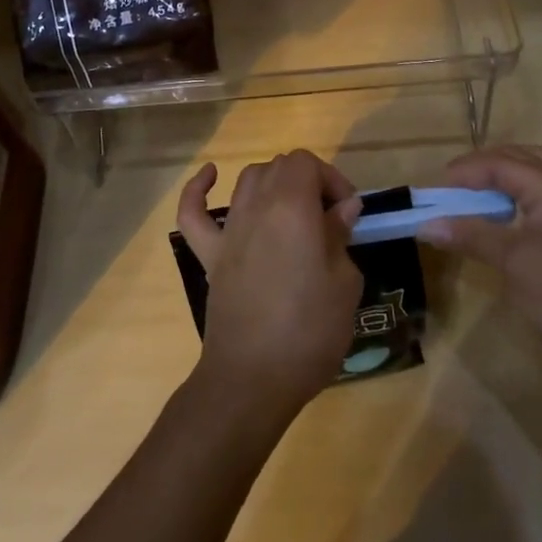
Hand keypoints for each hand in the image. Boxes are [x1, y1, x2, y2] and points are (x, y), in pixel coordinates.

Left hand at [175, 151, 364, 420]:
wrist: (253, 379)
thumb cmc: (308, 330)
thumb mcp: (344, 284)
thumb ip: (340, 236)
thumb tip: (342, 208)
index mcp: (292, 206)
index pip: (306, 162)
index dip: (330, 178)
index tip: (348, 212)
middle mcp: (256, 206)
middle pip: (279, 167)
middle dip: (308, 181)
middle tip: (328, 218)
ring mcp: (228, 230)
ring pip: (247, 180)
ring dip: (272, 183)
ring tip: (292, 209)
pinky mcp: (209, 255)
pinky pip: (193, 212)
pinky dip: (198, 190)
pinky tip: (211, 177)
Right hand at [418, 145, 541, 394]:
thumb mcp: (514, 262)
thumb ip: (471, 235)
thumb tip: (426, 225)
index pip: (504, 164)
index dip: (468, 171)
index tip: (436, 188)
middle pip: (525, 159)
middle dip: (487, 165)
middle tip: (455, 183)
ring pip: (535, 178)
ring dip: (503, 179)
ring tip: (473, 196)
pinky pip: (540, 202)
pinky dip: (514, 200)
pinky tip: (496, 221)